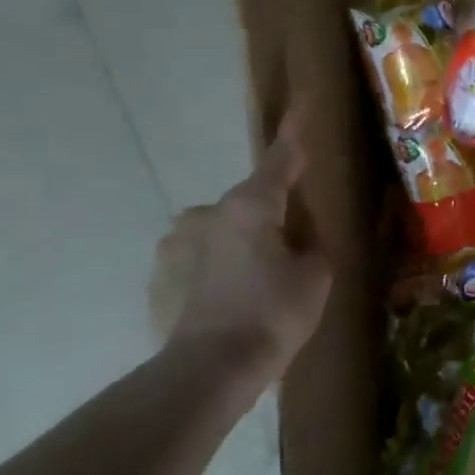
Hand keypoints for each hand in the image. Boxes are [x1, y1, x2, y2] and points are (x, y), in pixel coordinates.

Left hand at [148, 103, 332, 396]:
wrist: (207, 372)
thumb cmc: (273, 313)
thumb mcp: (317, 275)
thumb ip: (312, 245)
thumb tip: (302, 237)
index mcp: (250, 205)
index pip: (281, 158)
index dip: (296, 132)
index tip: (303, 102)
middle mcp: (205, 214)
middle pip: (249, 204)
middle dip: (269, 218)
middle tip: (290, 251)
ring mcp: (175, 247)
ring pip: (219, 235)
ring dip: (239, 248)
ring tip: (257, 287)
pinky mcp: (158, 281)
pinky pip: (197, 266)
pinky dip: (215, 276)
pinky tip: (229, 307)